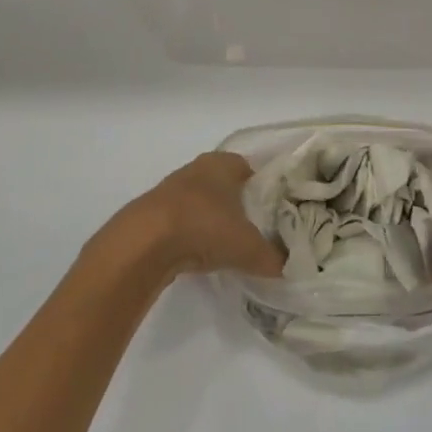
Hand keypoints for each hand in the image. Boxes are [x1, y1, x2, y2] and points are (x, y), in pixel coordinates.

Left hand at [110, 152, 285, 281]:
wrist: (144, 243)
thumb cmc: (204, 227)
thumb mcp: (248, 247)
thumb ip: (272, 258)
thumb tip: (288, 268)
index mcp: (223, 163)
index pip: (250, 168)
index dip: (263, 188)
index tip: (273, 210)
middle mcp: (197, 169)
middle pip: (224, 184)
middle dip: (237, 204)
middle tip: (254, 229)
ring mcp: (171, 189)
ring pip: (201, 202)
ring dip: (211, 219)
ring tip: (227, 245)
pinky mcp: (152, 213)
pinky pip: (181, 220)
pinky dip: (191, 233)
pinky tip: (198, 253)